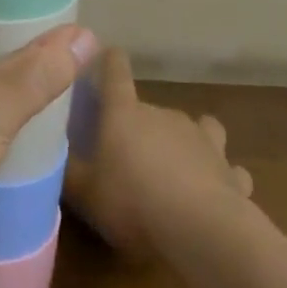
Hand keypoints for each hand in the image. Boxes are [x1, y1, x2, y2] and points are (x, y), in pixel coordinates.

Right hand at [64, 48, 251, 260]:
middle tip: (129, 155)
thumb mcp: (84, 192)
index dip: (109, 61)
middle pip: (150, 108)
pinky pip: (226, 166)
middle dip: (141, 126)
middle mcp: (164, 115)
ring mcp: (202, 139)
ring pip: (197, 127)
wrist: (202, 231)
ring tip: (178, 167)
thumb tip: (55, 153)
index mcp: (124, 113)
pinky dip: (221, 175)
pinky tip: (215, 193)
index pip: (115, 71)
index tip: (105, 55)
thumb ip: (69, 169)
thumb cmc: (132, 202)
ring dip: (187, 142)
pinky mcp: (230, 171)